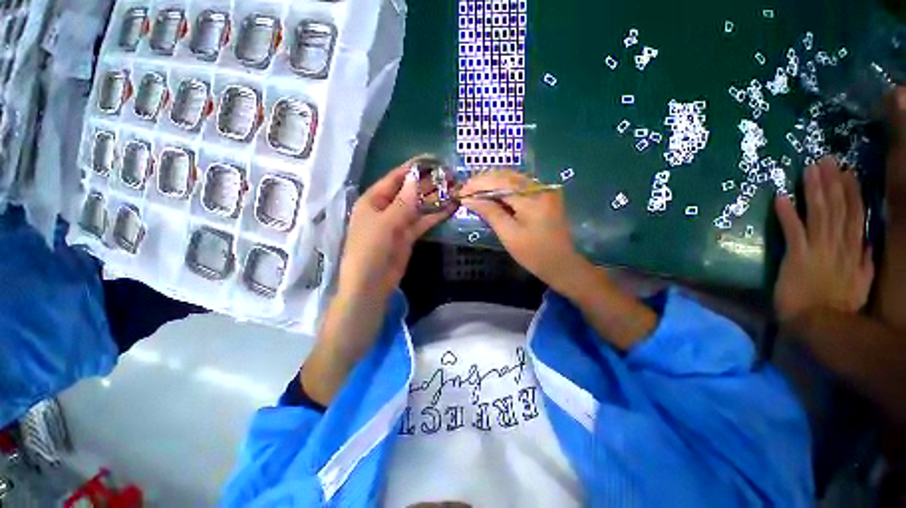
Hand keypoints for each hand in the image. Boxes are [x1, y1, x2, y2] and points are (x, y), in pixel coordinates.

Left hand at [338, 158, 451, 301]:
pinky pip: (423, 222)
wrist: (371, 284)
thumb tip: (415, 177)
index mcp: (373, 200)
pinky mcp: (409, 236)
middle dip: (427, 183)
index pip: (394, 179)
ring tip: (453, 188)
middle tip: (448, 174)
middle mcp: (386, 209)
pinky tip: (450, 208)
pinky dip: (435, 216)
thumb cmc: (370, 249)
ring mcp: (398, 223)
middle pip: (408, 191)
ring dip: (434, 199)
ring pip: (418, 207)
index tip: (432, 159)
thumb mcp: (385, 223)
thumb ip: (403, 202)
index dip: (412, 168)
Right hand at [459, 171, 583, 291]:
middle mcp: (540, 187)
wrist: (562, 264)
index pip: (499, 182)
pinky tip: (491, 195)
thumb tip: (469, 199)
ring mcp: (545, 189)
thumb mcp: (508, 234)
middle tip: (465, 192)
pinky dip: (503, 189)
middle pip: (506, 176)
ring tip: (474, 193)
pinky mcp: (545, 195)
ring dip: (492, 184)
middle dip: (483, 181)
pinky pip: (519, 186)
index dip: (477, 185)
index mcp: (532, 198)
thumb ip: (490, 213)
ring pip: (512, 178)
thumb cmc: (534, 254)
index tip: (461, 193)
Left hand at [774, 157, 873, 323]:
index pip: (855, 215)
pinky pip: (793, 230)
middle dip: (832, 182)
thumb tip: (869, 244)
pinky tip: (781, 197)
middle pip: (837, 208)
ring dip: (814, 190)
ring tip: (809, 169)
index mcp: (854, 250)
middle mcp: (838, 244)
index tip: (848, 172)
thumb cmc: (837, 306)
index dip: (852, 192)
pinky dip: (787, 213)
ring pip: (819, 213)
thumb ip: (866, 263)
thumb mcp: (861, 284)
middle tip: (826, 159)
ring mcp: (818, 249)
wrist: (818, 323)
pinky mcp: (797, 256)